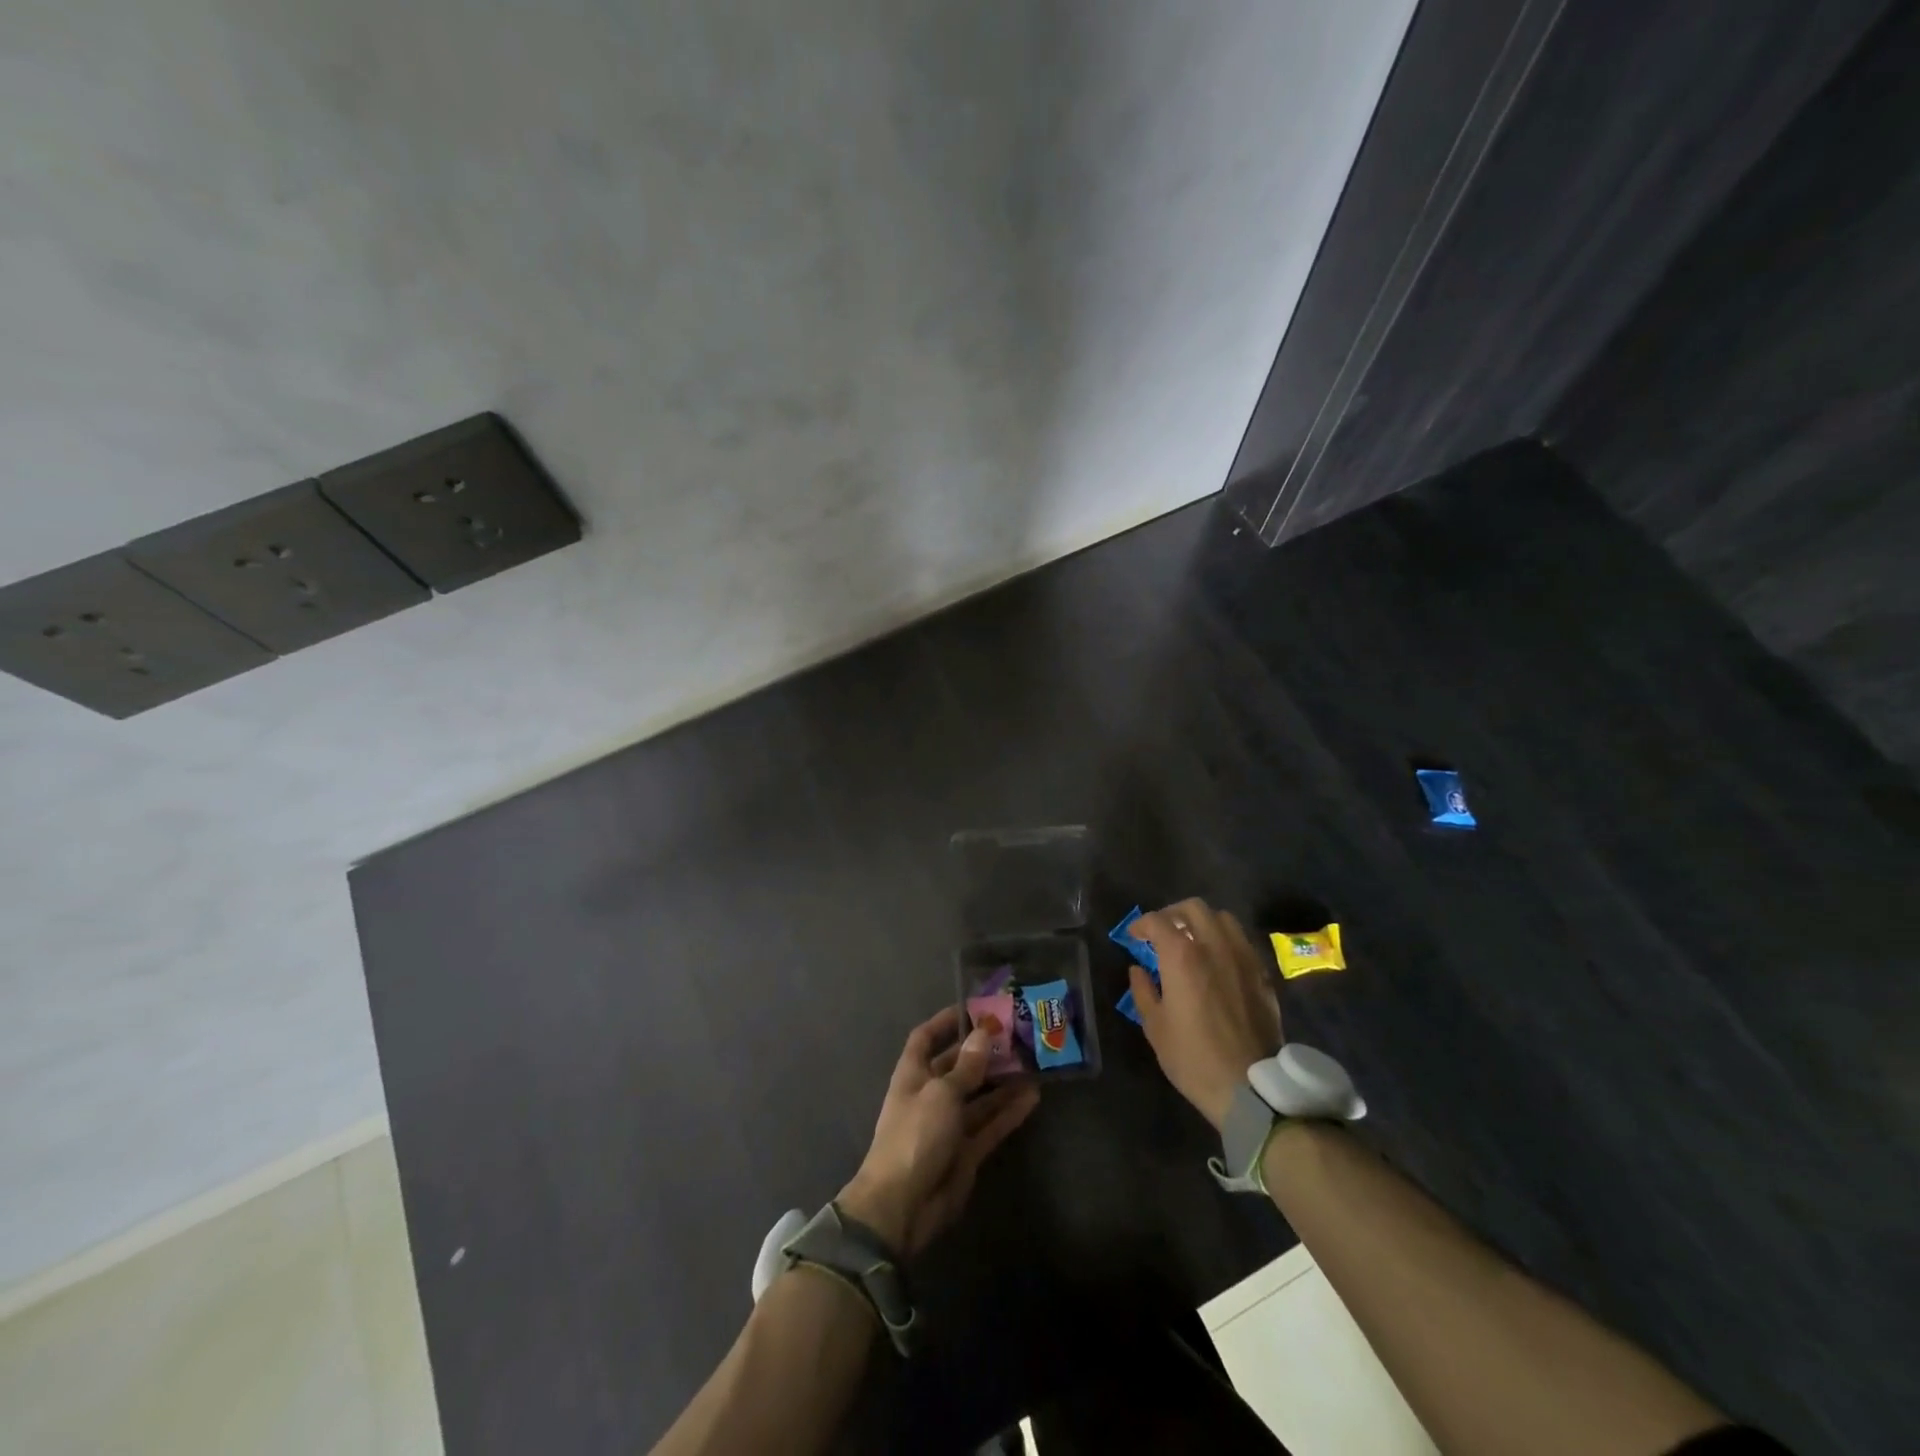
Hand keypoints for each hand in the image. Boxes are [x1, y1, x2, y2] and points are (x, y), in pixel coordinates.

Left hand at [838, 1007, 1040, 1255]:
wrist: (902, 1206)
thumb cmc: (915, 1135)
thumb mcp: (941, 1094)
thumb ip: (966, 1067)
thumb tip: (983, 1034)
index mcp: (913, 1075)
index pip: (926, 1038)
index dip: (945, 1022)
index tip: (973, 1008)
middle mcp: (930, 1095)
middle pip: (958, 1066)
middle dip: (983, 1052)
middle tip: (1016, 1035)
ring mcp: (949, 1125)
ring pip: (979, 1096)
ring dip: (1002, 1081)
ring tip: (1032, 1063)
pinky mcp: (966, 1152)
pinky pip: (990, 1125)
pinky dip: (1009, 1112)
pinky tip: (1033, 1097)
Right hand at [1127, 898, 1282, 1129]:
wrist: (1250, 1087)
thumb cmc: (1193, 1058)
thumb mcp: (1155, 1027)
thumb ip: (1143, 990)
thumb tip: (1138, 970)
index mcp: (1182, 956)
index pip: (1158, 921)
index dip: (1141, 924)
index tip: (1134, 936)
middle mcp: (1215, 946)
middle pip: (1194, 908)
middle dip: (1173, 914)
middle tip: (1162, 932)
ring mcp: (1243, 958)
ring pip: (1223, 919)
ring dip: (1203, 922)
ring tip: (1193, 941)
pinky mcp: (1262, 974)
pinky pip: (1242, 942)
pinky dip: (1225, 941)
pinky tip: (1218, 961)